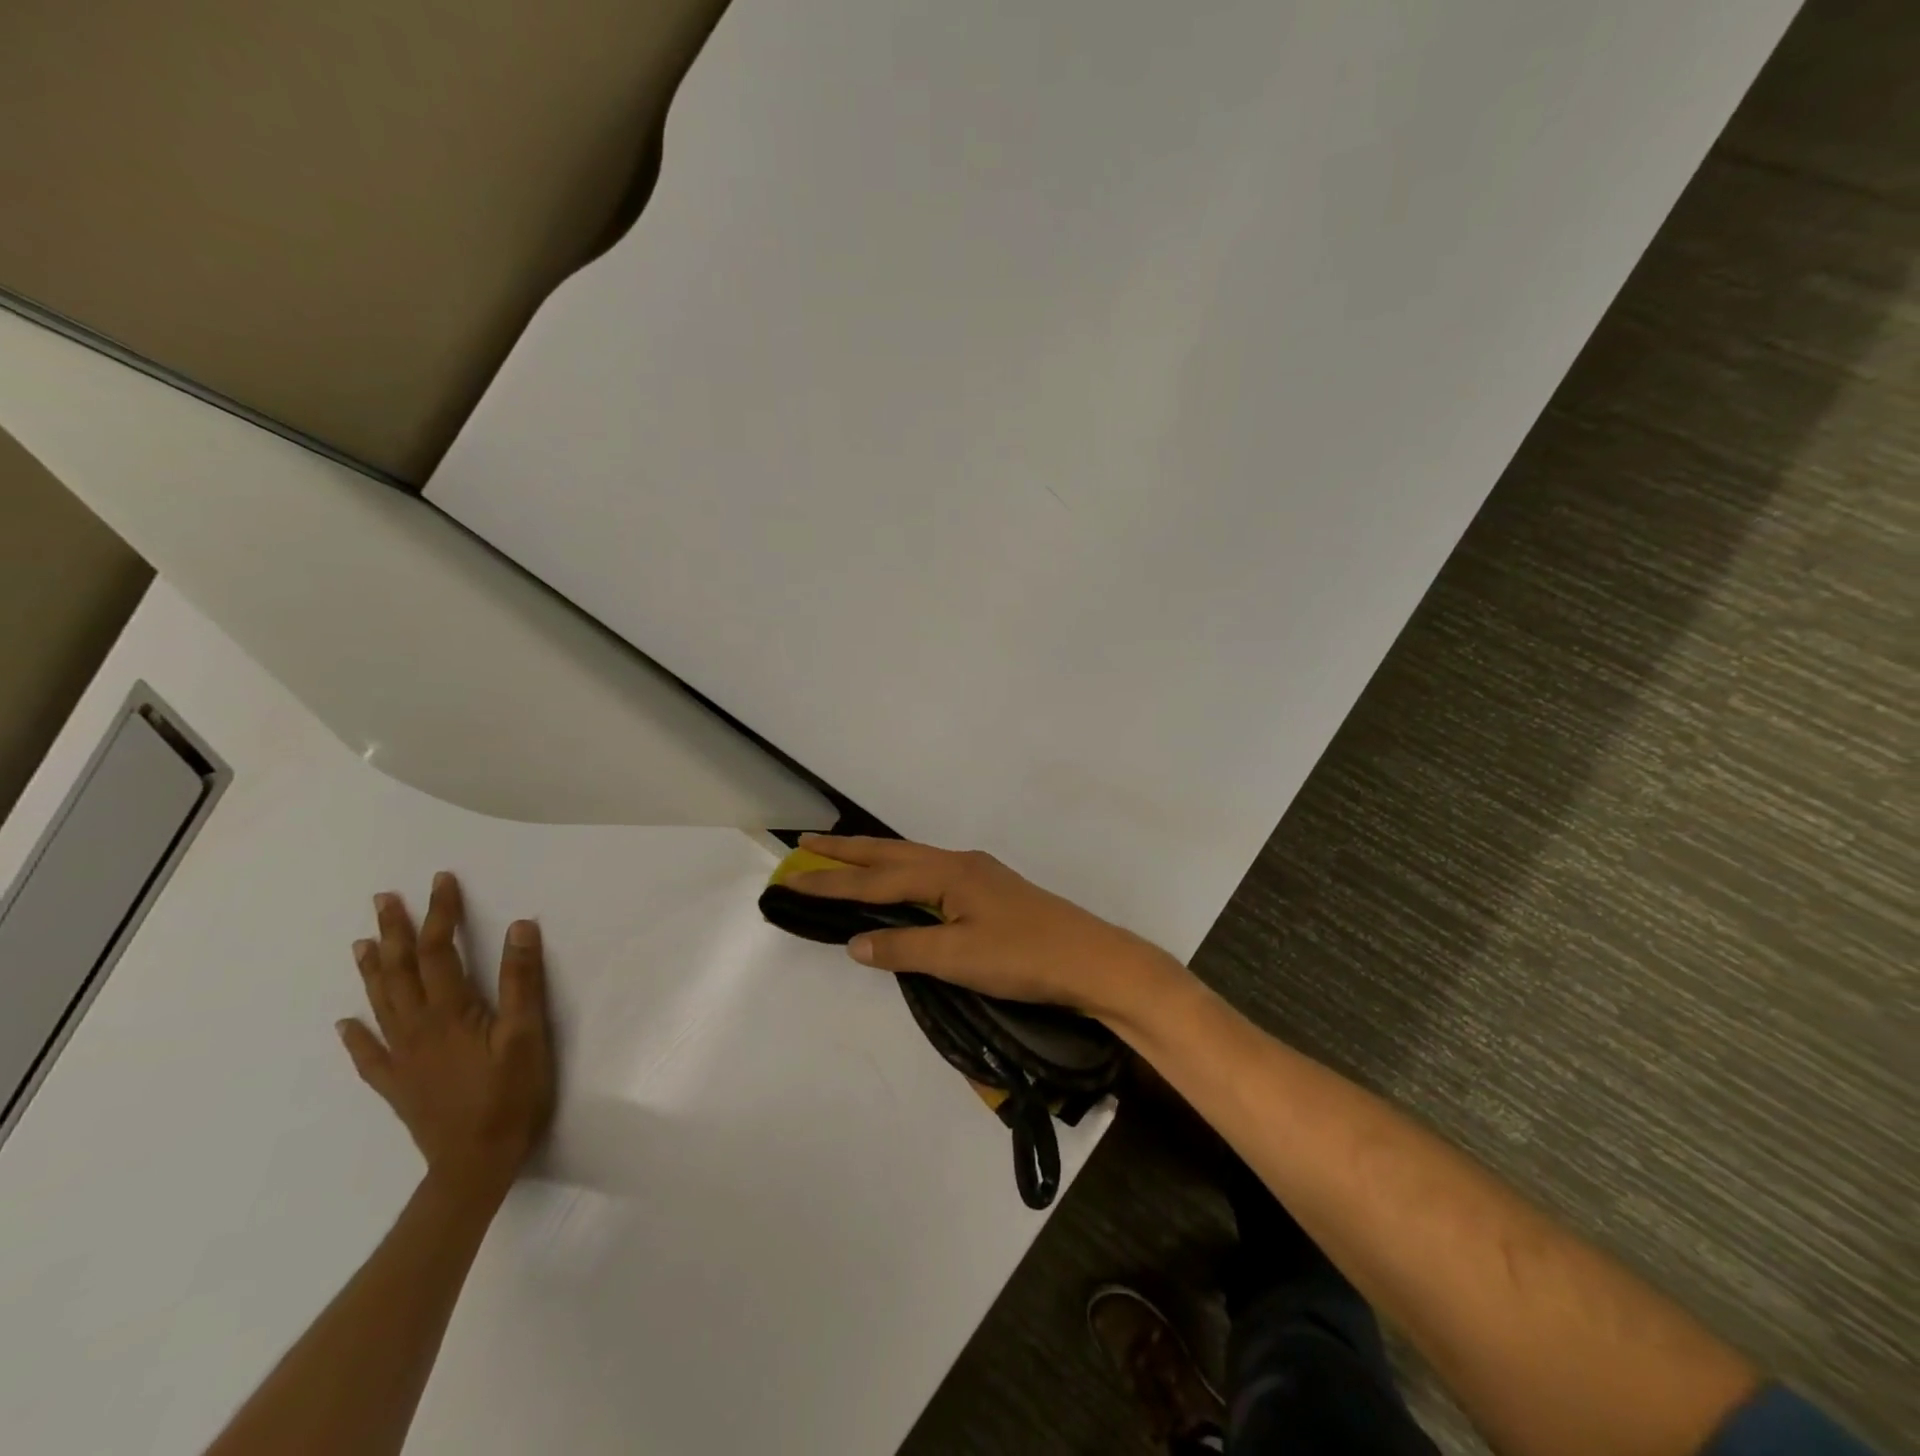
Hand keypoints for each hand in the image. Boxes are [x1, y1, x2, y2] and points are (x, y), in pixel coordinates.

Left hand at [338, 872, 556, 1203]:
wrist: (475, 1163)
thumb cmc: (509, 1094)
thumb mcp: (527, 1033)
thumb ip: (522, 980)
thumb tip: (519, 926)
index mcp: (449, 1013)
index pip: (438, 951)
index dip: (440, 914)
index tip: (441, 882)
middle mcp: (416, 1028)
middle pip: (399, 971)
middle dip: (393, 932)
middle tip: (384, 899)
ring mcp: (401, 1058)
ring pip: (380, 1004)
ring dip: (371, 969)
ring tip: (362, 941)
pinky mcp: (397, 1084)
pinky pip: (368, 1054)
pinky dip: (355, 1035)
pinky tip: (346, 1024)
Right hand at [788, 835, 1189, 1023]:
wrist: (1089, 959)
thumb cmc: (1023, 957)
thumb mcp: (958, 958)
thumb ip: (905, 947)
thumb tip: (855, 942)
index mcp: (948, 873)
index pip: (877, 879)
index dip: (832, 881)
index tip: (791, 877)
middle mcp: (960, 864)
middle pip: (893, 854)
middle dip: (848, 851)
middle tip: (807, 843)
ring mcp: (978, 874)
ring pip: (913, 860)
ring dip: (876, 858)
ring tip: (845, 857)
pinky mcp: (991, 890)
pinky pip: (931, 872)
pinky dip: (902, 872)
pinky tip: (903, 884)